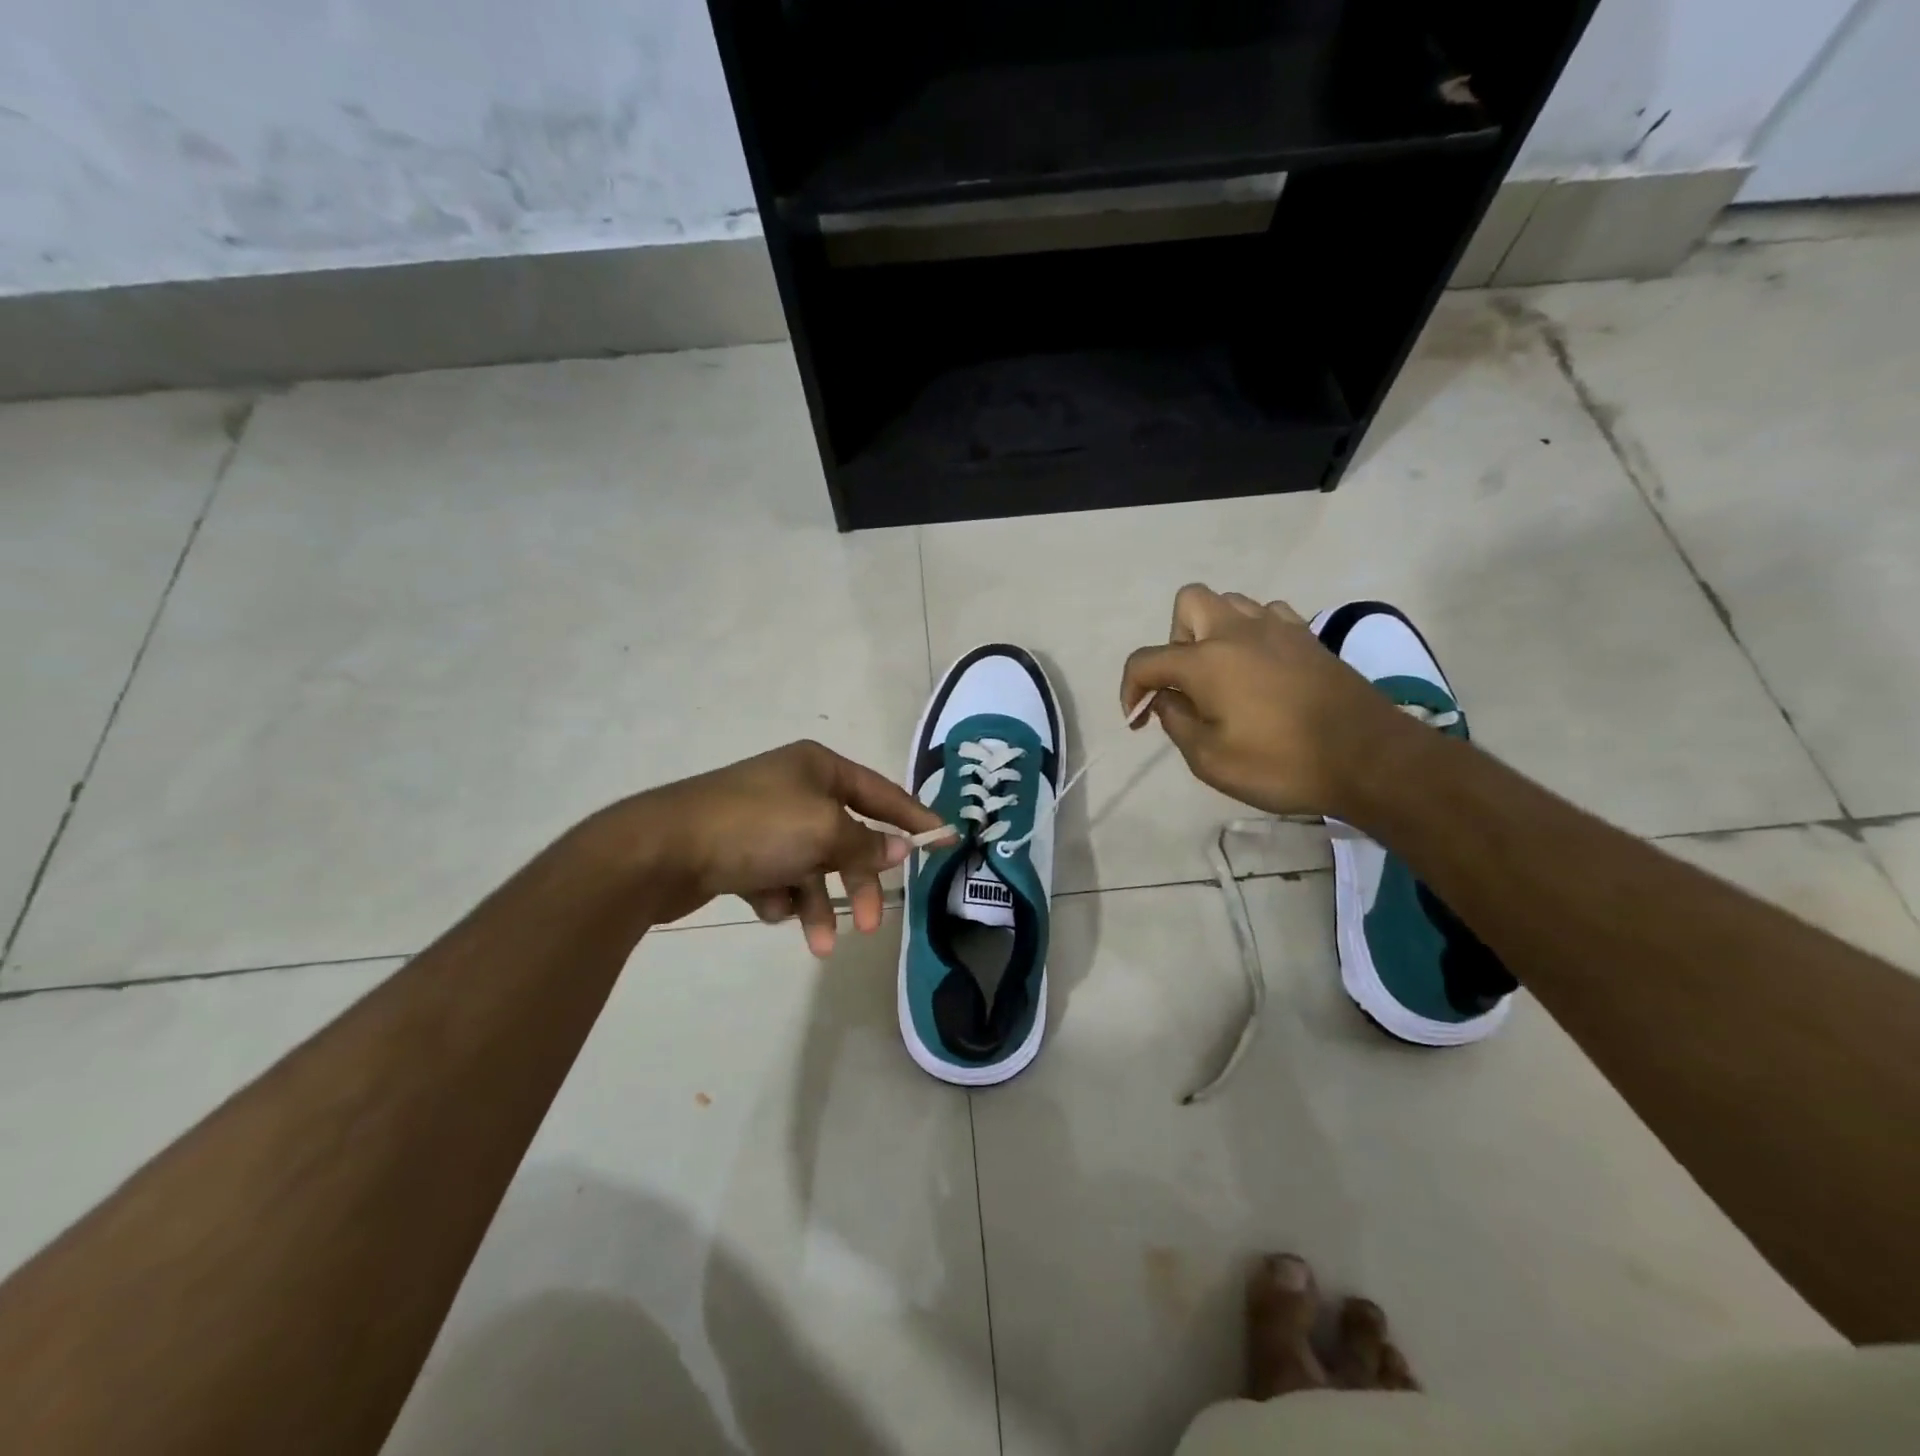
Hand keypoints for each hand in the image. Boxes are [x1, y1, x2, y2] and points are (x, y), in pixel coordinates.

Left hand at [635, 740, 950, 956]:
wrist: (662, 850)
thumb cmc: (755, 828)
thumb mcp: (823, 831)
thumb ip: (867, 842)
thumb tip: (901, 848)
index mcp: (818, 767)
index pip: (881, 793)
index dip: (914, 818)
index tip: (945, 840)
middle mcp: (794, 788)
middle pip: (846, 838)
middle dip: (857, 881)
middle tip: (869, 923)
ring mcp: (764, 820)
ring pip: (812, 866)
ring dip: (818, 903)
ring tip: (817, 943)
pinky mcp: (738, 852)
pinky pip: (778, 878)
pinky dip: (780, 897)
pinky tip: (767, 906)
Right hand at [1119, 585, 1410, 816]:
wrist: (1369, 758)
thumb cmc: (1282, 764)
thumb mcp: (1211, 760)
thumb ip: (1177, 723)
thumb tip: (1166, 700)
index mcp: (1206, 661)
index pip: (1147, 660)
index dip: (1131, 688)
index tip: (1136, 717)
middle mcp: (1237, 631)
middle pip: (1187, 603)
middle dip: (1174, 639)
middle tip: (1186, 683)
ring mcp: (1277, 628)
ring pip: (1229, 603)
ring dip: (1213, 632)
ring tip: (1222, 674)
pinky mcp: (1307, 637)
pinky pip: (1266, 615)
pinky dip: (1251, 634)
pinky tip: (1259, 667)